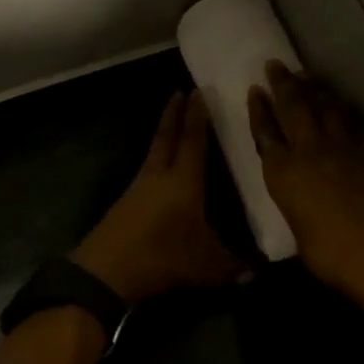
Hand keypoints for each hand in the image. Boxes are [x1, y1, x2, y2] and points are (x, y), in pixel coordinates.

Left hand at [72, 91, 243, 304]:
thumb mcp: (207, 266)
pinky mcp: (124, 204)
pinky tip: (159, 172)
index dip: (197, 117)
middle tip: (179, 92)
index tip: (198, 93)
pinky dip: (154, 163)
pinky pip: (144, 173)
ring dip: (163, 136)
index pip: (193, 141)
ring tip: (171, 128)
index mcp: (184, 182)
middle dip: (174, 114)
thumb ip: (232, 265)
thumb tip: (255, 271)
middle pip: (166, 137)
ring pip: (153, 153)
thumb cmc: (164, 258)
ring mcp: (137, 189)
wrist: (108, 271)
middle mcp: (159, 177)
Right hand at [247, 62, 363, 306]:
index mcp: (283, 172)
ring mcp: (346, 144)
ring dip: (315, 88)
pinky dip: (344, 109)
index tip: (255, 90)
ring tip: (307, 75)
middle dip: (283, 84)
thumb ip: (297, 204)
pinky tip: (342, 104)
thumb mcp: (300, 230)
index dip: (259, 110)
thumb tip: (304, 200)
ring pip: (327, 106)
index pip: (265, 132)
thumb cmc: (334, 254)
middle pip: (294, 107)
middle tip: (276, 64)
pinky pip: (355, 120)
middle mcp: (310, 149)